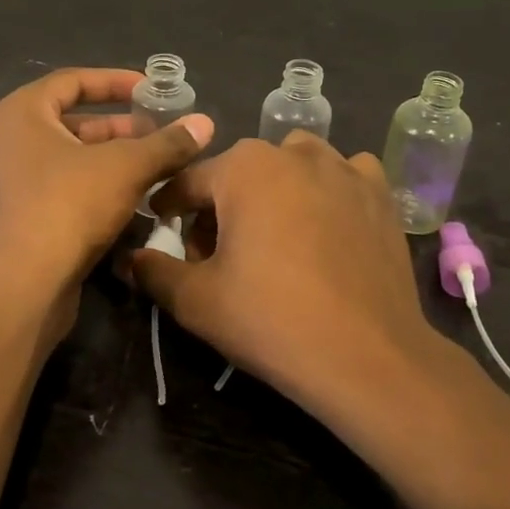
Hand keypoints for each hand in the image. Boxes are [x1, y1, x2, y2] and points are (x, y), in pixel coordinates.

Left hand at [0, 68, 214, 339]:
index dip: (114, 81)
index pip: (71, 81)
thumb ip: (166, 144)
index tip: (148, 90)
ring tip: (146, 173)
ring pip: (60, 164)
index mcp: (20, 116)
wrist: (19, 289)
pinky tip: (119, 210)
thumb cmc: (68, 207)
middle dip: (115, 129)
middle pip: (67, 125)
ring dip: (103, 164)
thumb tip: (205, 123)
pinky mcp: (5, 227)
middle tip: (154, 136)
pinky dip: (84, 193)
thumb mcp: (127, 168)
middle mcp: (1, 145)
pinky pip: (51, 196)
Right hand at [130, 131, 447, 412]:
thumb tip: (130, 258)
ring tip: (276, 236)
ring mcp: (344, 167)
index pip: (189, 181)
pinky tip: (328, 226)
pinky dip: (329, 191)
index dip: (170, 209)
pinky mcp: (380, 192)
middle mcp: (294, 152)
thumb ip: (154, 271)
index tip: (164, 231)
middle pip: (240, 173)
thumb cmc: (271, 320)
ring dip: (275, 190)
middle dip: (222, 206)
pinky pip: (344, 176)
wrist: (368, 356)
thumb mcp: (196, 301)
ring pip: (293, 166)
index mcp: (243, 167)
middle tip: (220, 254)